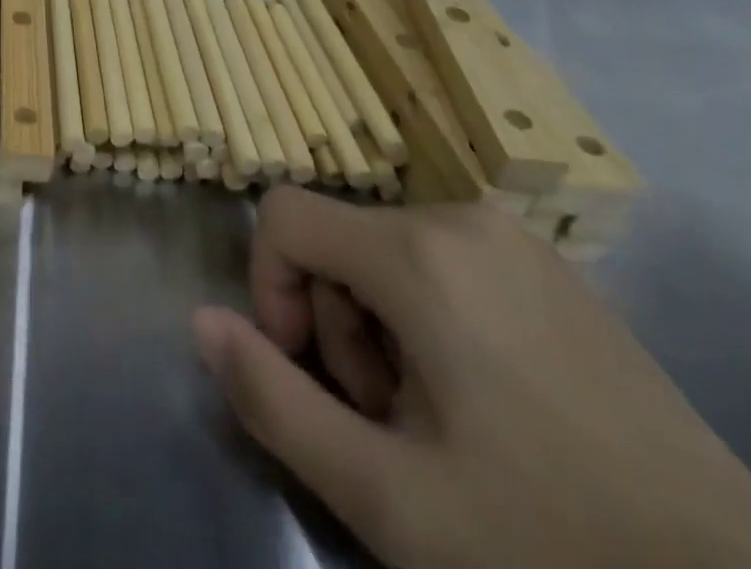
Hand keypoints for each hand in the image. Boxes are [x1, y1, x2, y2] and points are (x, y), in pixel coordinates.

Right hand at [194, 188, 750, 568]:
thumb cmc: (549, 544)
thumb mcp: (388, 496)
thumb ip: (273, 399)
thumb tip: (201, 322)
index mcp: (418, 251)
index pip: (283, 215)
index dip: (269, 290)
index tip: (307, 374)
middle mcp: (461, 217)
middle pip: (338, 240)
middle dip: (336, 326)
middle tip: (388, 425)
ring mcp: (514, 239)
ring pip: (387, 253)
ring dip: (380, 329)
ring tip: (437, 425)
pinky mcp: (549, 268)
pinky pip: (444, 264)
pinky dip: (429, 321)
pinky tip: (483, 405)